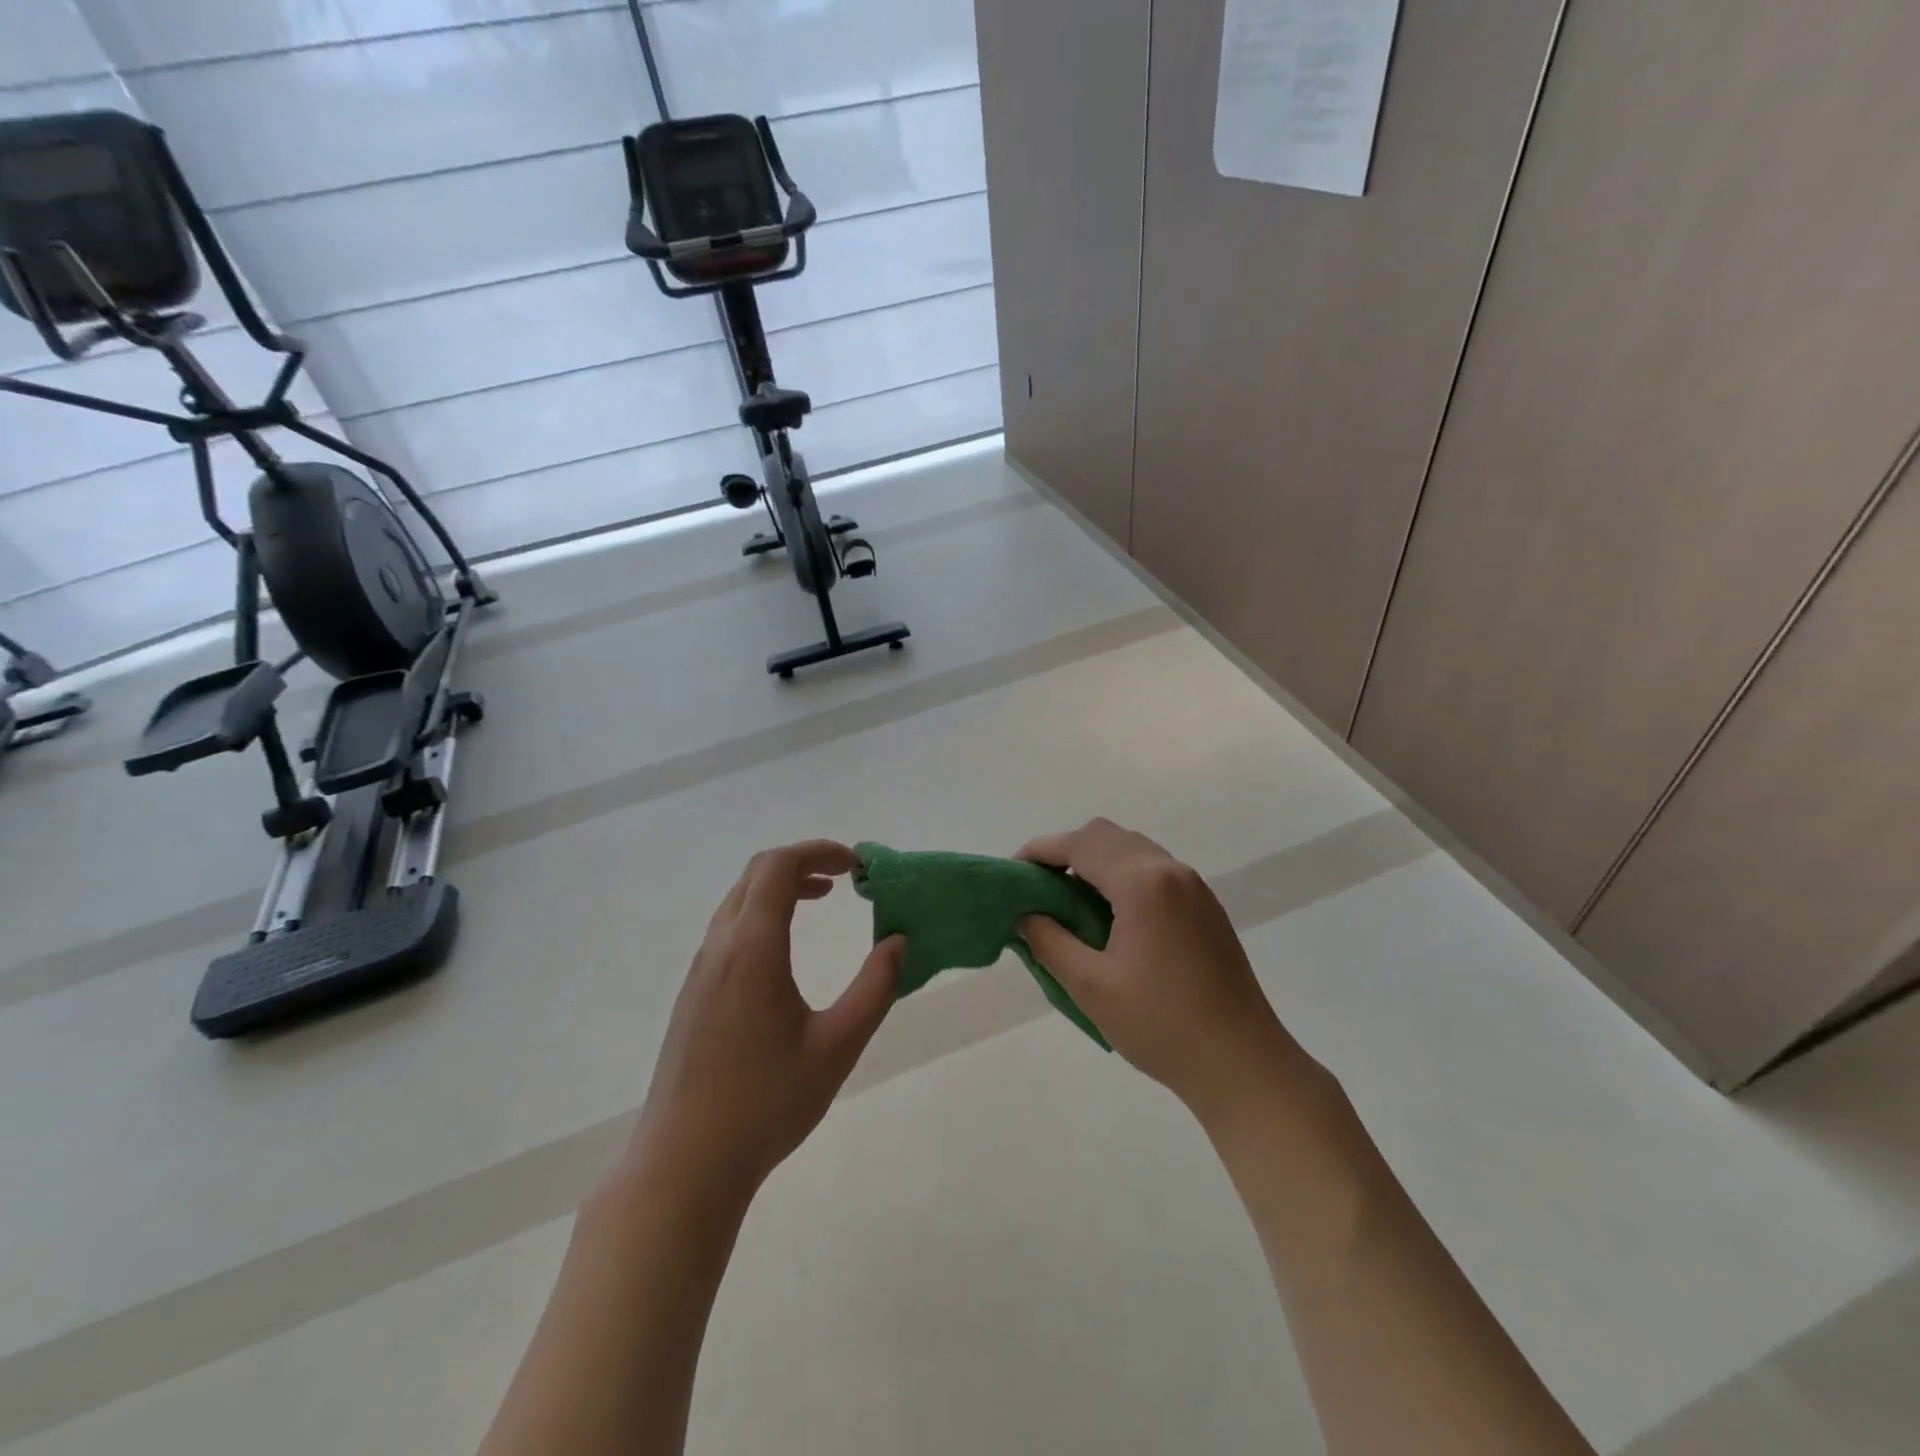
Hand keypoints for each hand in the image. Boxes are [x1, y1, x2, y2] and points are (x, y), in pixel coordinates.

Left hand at [628, 841, 903, 1206]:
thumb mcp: (838, 1045)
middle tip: (844, 878)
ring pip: (738, 900)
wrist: (684, 1164)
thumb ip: (875, 988)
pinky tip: (784, 951)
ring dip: (780, 887)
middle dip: (802, 862)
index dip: (820, 851)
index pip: (779, 867)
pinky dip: (762, 913)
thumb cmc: (767, 1103)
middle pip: (756, 874)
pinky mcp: (693, 994)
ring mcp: (700, 970)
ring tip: (821, 900)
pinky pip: (728, 928)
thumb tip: (899, 943)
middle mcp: (720, 947)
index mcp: (752, 948)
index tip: (857, 865)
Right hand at [1018, 819, 1312, 1121]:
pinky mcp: (1205, 907)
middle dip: (1067, 851)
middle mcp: (1171, 871)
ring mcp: (1194, 887)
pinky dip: (1122, 875)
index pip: (1081, 844)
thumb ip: (1050, 942)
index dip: (1041, 850)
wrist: (1243, 1064)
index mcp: (1143, 883)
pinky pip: (1154, 870)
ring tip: (1068, 900)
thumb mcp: (1092, 986)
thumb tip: (1025, 916)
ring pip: (1133, 849)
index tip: (1013, 872)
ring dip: (1096, 861)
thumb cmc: (1161, 1026)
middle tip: (1039, 886)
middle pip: (1107, 836)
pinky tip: (1109, 915)